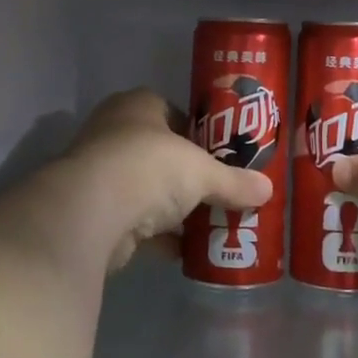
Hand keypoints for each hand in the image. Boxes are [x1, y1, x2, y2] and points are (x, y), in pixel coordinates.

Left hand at [28, 90, 271, 274]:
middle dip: (188, 176)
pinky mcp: (95, 211)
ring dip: (174, 208)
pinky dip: (158, 236)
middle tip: (220, 193)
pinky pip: (135, 222)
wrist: (90, 211)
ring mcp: (101, 172)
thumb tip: (267, 190)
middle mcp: (115, 132)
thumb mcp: (201, 171)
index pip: (175, 114)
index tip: (223, 158)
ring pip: (147, 189)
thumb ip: (233, 182)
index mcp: (139, 105)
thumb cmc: (149, 167)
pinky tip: (184, 251)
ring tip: (210, 224)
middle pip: (162, 153)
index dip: (201, 135)